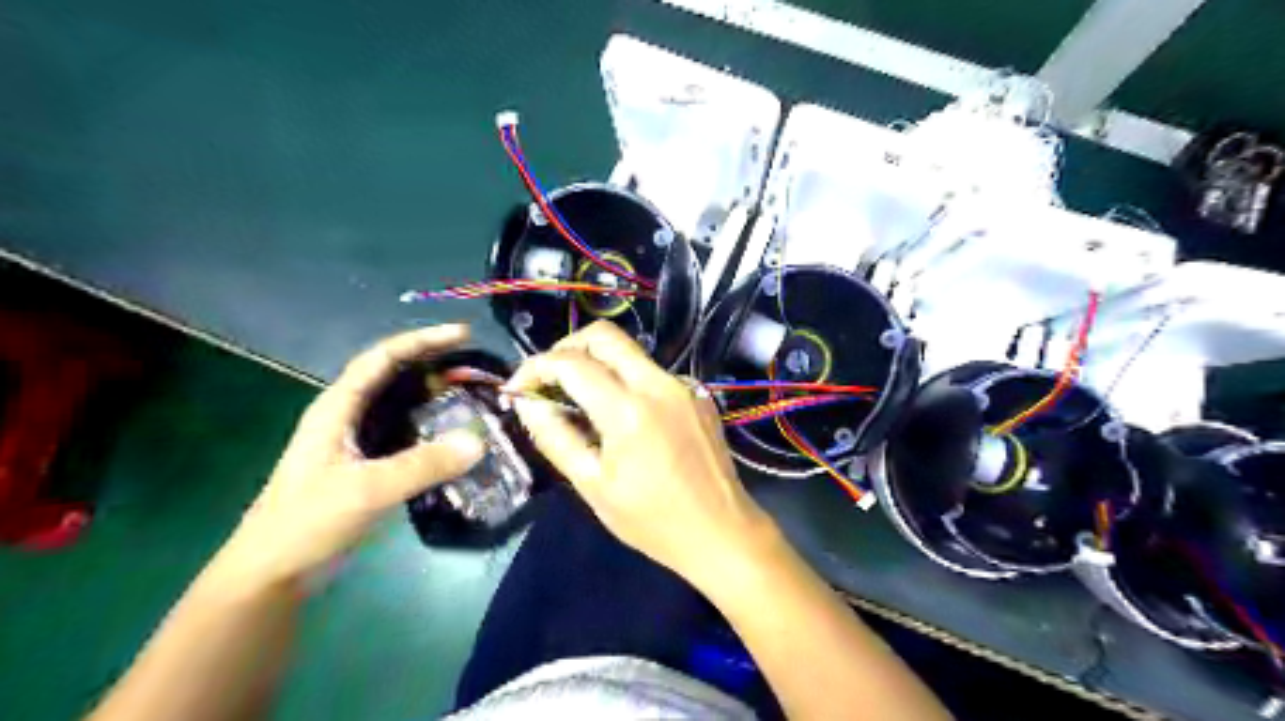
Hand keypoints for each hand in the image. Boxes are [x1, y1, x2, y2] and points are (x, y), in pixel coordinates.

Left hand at [210, 328, 483, 591]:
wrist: (273, 574)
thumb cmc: (306, 523)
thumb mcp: (365, 490)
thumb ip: (421, 465)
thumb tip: (478, 442)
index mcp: (337, 407)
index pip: (382, 358)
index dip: (422, 340)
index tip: (462, 333)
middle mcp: (348, 417)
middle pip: (395, 376)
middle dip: (434, 364)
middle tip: (477, 365)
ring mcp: (358, 442)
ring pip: (402, 406)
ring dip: (436, 397)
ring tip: (475, 395)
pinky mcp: (368, 467)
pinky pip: (408, 435)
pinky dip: (433, 428)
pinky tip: (458, 437)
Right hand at [507, 324, 778, 587]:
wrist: (723, 531)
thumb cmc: (653, 520)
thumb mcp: (594, 486)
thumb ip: (556, 438)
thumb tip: (527, 403)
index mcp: (629, 409)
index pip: (571, 362)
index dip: (535, 367)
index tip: (519, 388)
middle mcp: (659, 383)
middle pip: (604, 335)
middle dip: (566, 347)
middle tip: (548, 379)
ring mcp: (683, 385)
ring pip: (629, 351)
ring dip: (596, 363)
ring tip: (578, 400)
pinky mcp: (696, 394)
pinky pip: (651, 372)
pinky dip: (624, 380)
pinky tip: (619, 416)